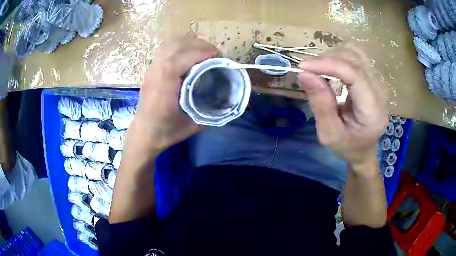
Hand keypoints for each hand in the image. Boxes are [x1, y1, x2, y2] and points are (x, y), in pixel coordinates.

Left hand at [131, 33, 217, 149]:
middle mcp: (155, 74)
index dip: (200, 52)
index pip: (179, 59)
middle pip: (175, 46)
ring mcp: (150, 69)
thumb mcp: (193, 125)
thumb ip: (211, 110)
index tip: (217, 55)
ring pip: (169, 44)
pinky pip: (165, 49)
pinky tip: (188, 53)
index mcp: (164, 87)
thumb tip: (228, 98)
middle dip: (198, 45)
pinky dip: (179, 45)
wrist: (144, 134)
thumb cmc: (166, 131)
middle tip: (214, 53)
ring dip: (188, 42)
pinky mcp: (150, 69)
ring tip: (203, 50)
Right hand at [297, 45, 387, 174]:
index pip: (355, 75)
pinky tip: (331, 67)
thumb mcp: (329, 134)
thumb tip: (305, 74)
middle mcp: (380, 91)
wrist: (364, 149)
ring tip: (319, 69)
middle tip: (308, 70)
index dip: (329, 64)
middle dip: (328, 59)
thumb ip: (321, 105)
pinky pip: (356, 56)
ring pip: (355, 53)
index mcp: (373, 111)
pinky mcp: (373, 77)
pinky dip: (339, 56)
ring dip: (333, 56)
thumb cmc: (347, 146)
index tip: (304, 66)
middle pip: (354, 59)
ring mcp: (379, 82)